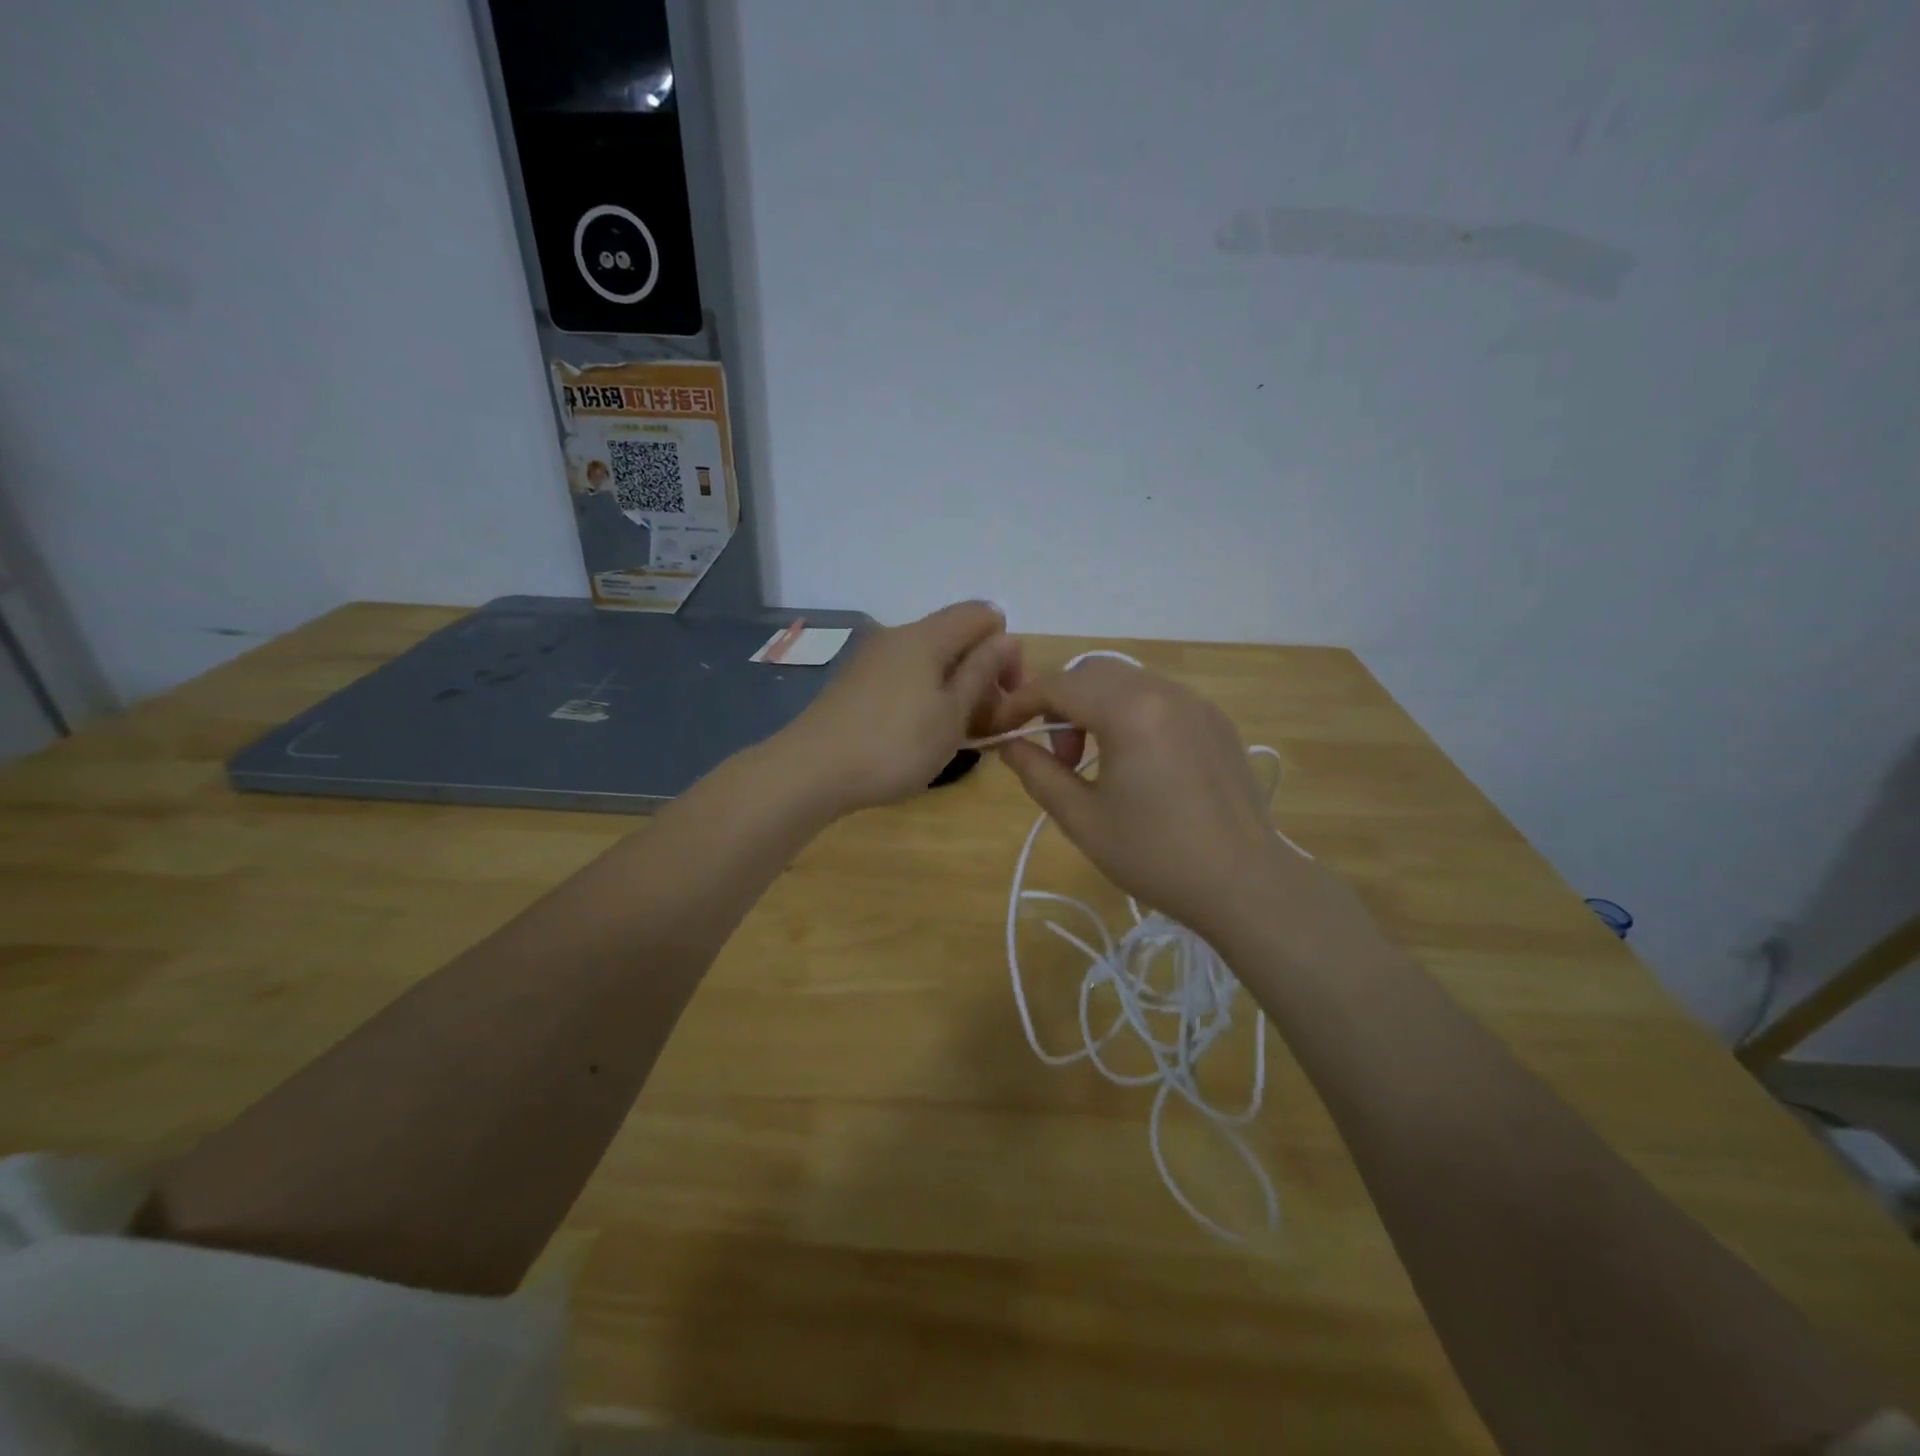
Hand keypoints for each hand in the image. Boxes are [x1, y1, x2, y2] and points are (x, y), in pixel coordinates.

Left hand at [777, 602, 1021, 816]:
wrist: (811, 771)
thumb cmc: (895, 745)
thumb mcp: (951, 714)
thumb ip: (982, 672)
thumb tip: (1007, 638)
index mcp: (926, 636)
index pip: (983, 615)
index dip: (1006, 650)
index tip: (1006, 696)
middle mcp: (898, 637)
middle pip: (956, 639)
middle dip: (982, 675)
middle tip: (987, 727)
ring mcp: (873, 660)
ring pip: (931, 662)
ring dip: (955, 692)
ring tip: (956, 737)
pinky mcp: (856, 684)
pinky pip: (906, 678)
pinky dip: (926, 699)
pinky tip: (921, 736)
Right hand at [990, 658, 1306, 936]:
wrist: (1244, 883)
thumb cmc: (1155, 855)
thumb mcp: (1082, 819)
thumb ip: (1038, 773)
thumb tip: (1010, 745)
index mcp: (1129, 711)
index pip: (1058, 686)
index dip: (1020, 703)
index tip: (1000, 730)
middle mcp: (1164, 692)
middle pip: (1092, 673)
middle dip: (1060, 703)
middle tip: (1060, 757)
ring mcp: (1196, 703)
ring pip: (1127, 682)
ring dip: (1095, 708)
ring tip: (1095, 762)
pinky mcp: (1216, 722)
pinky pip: (1159, 699)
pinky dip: (1130, 714)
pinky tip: (1137, 763)